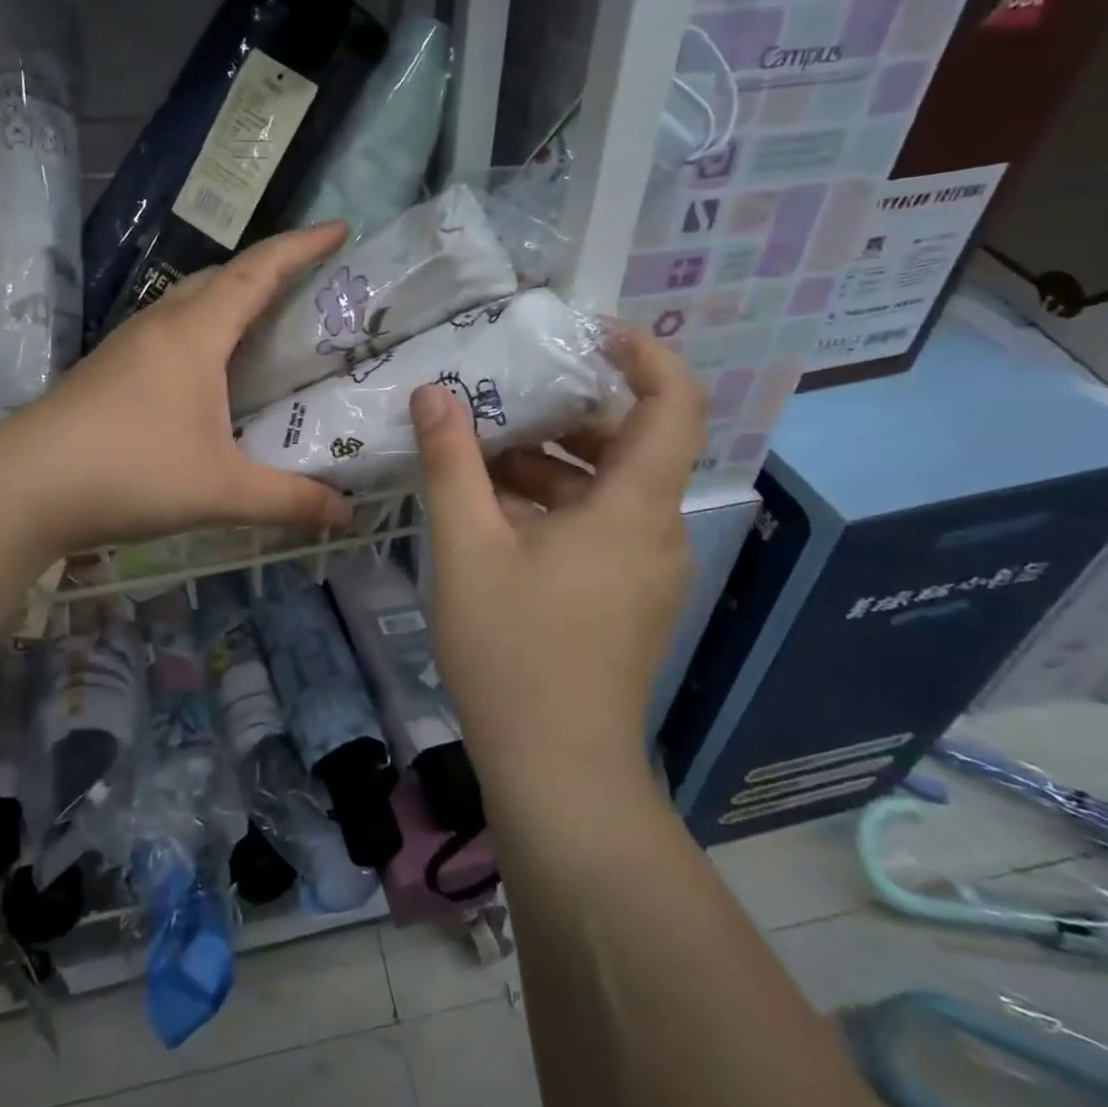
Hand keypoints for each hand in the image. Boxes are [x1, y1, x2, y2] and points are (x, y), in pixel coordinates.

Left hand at [5, 223, 356, 551]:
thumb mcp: (222, 492)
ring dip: (231, 299)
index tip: (340, 228)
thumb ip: (290, 501)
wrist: (23, 489)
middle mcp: (160, 325)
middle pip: (222, 276)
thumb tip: (346, 513)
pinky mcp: (107, 369)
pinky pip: (169, 330)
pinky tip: (208, 371)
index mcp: (194, 334)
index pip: (258, 271)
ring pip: (190, 301)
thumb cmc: (130, 473)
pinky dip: (203, 330)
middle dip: (269, 270)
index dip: (302, 246)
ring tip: (265, 324)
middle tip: (309, 287)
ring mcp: (127, 345)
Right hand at [410, 324, 705, 799]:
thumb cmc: (514, 651)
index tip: (590, 333)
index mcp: (633, 507)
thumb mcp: (467, 547)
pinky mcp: (627, 599)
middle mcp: (654, 530)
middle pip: (630, 443)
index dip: (645, 355)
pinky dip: (555, 506)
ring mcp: (644, 569)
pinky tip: (493, 514)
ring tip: (480, 454)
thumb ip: (451, 462)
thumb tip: (433, 394)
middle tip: (503, 397)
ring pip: (607, 489)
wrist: (558, 773)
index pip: (674, 403)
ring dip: (551, 463)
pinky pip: (599, 527)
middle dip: (567, 412)